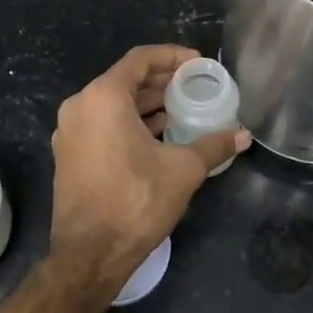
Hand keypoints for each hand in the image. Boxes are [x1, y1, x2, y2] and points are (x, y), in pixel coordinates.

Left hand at [48, 45, 249, 295]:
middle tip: (194, 85)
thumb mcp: (183, 170)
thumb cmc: (136, 201)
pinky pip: (102, 124)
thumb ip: (213, 145)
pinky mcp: (69, 154)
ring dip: (146, 103)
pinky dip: (129, 122)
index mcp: (103, 97)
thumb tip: (243, 135)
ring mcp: (69, 131)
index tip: (198, 63)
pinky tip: (158, 135)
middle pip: (126, 80)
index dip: (172, 56)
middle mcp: (80, 106)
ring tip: (181, 109)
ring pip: (113, 104)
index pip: (140, 59)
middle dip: (161, 81)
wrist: (90, 255)